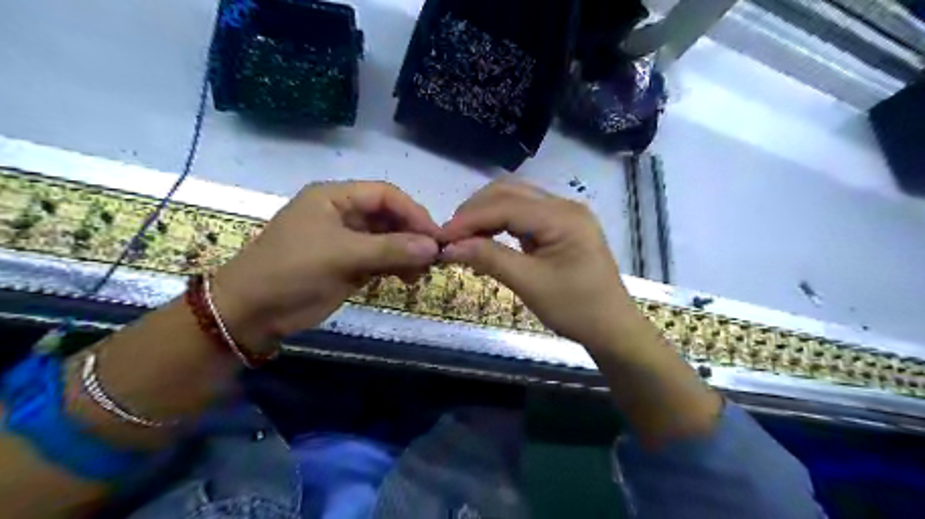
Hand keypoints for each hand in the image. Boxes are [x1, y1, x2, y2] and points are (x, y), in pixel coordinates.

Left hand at [211, 181, 440, 349]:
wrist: (252, 312)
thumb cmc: (292, 271)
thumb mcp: (342, 256)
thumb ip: (390, 249)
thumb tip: (433, 247)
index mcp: (335, 198)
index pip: (385, 195)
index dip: (413, 212)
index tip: (435, 236)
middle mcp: (344, 214)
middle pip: (389, 216)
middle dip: (412, 235)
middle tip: (434, 257)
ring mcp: (347, 240)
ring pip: (388, 239)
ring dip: (408, 253)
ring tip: (422, 272)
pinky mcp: (349, 264)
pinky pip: (381, 259)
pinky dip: (397, 267)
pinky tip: (408, 279)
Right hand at [441, 181, 637, 349]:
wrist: (612, 328)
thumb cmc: (576, 309)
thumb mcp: (530, 284)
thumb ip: (490, 259)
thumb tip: (450, 247)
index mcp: (562, 217)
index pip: (505, 205)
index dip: (470, 219)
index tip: (441, 238)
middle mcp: (564, 206)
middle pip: (509, 192)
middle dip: (475, 211)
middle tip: (451, 237)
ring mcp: (563, 214)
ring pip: (514, 199)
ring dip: (486, 214)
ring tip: (464, 238)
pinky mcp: (559, 226)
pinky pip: (523, 214)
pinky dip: (500, 223)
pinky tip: (486, 238)